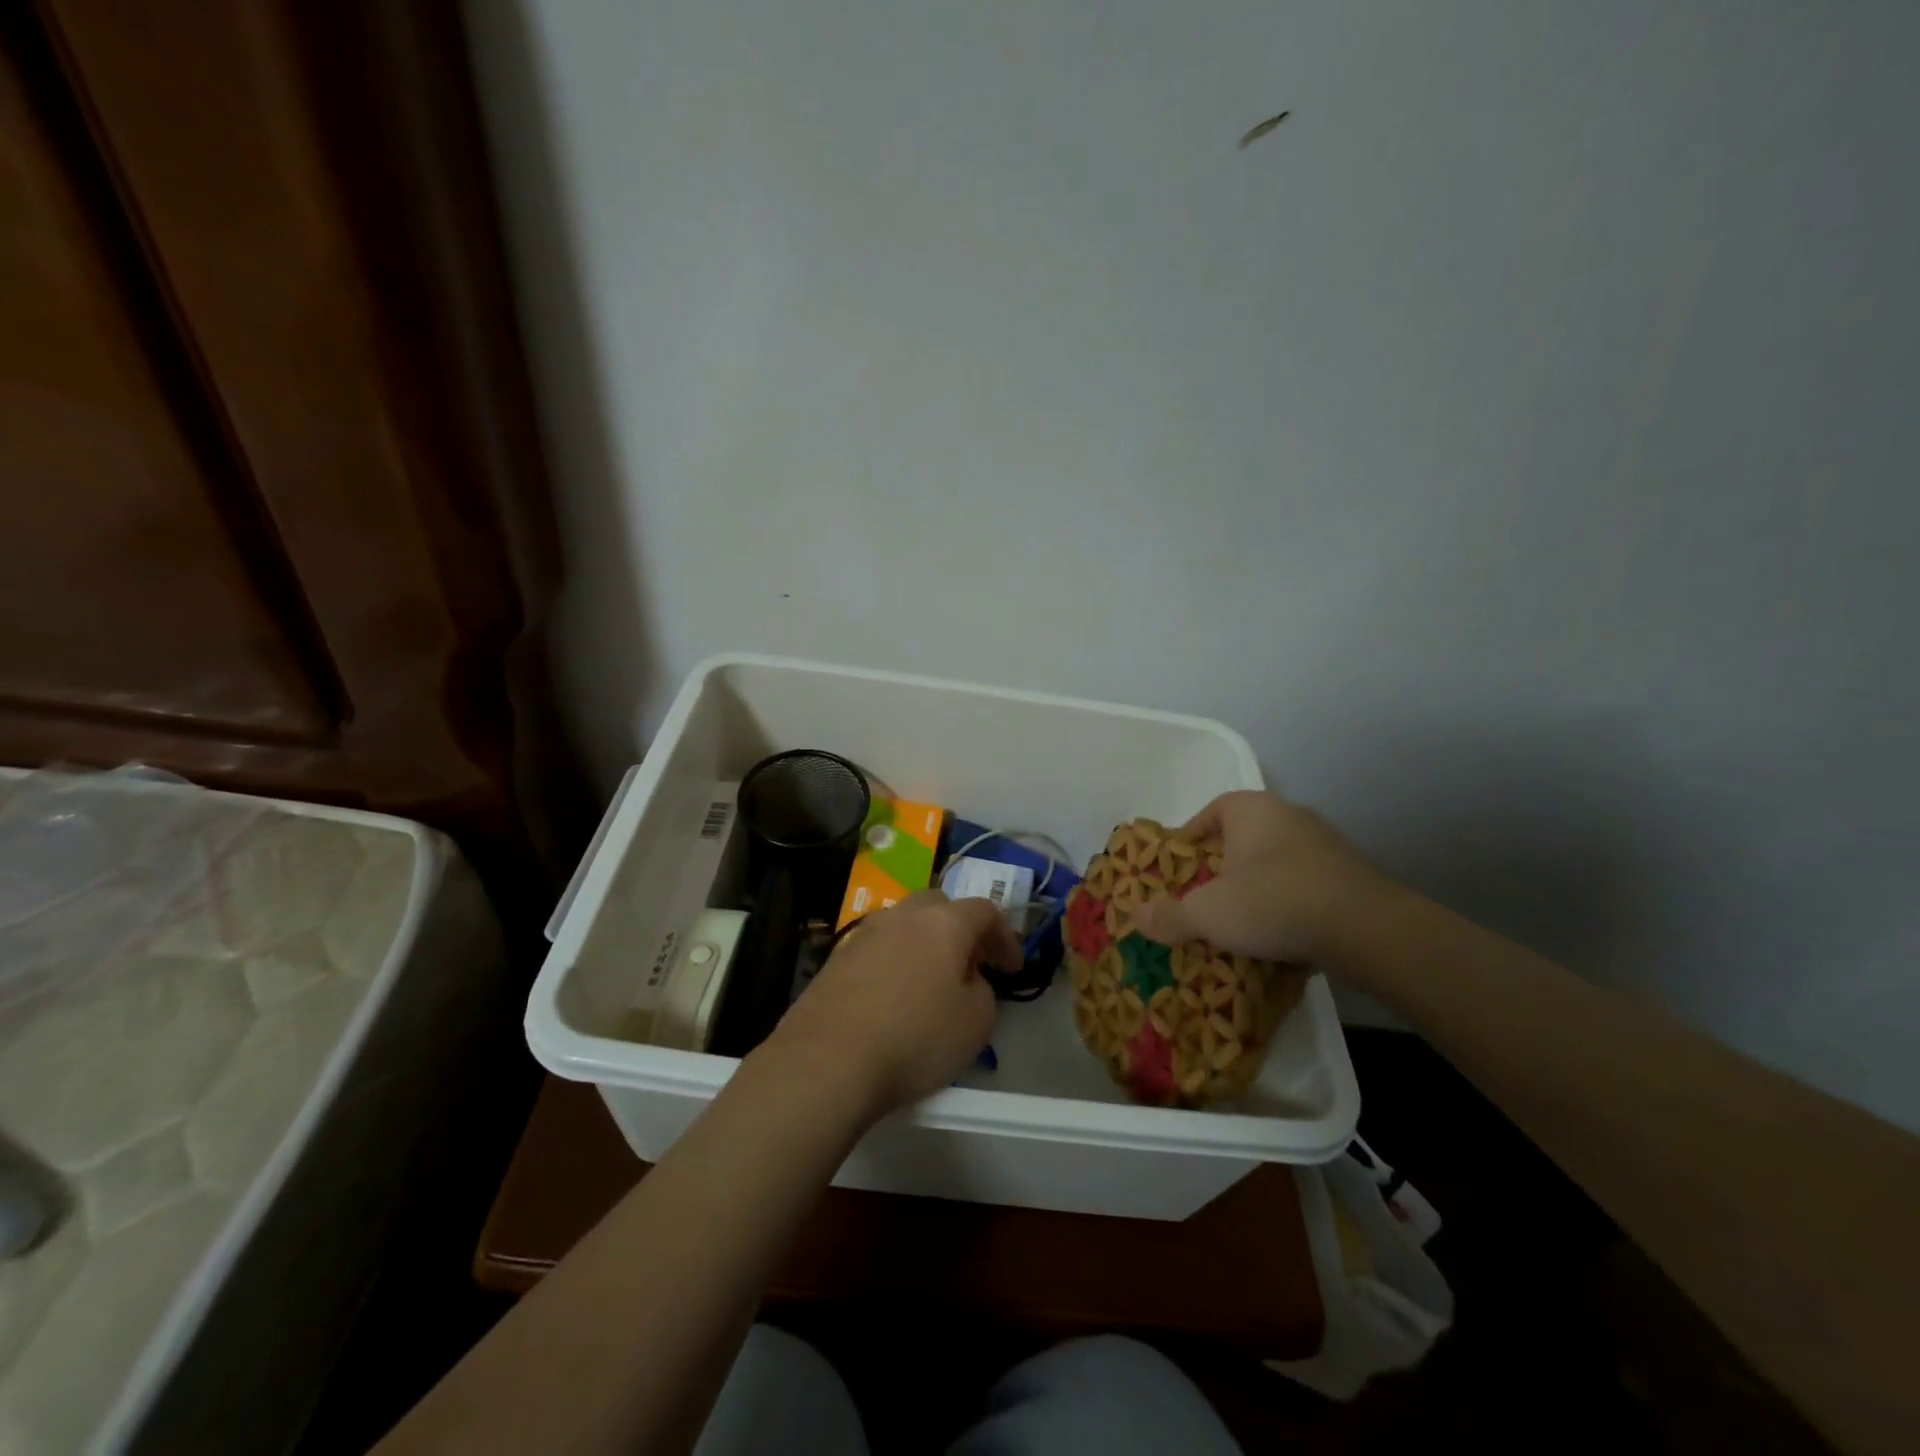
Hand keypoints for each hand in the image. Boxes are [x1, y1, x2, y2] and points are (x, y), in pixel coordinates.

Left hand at [768, 890, 1022, 1118]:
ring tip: (933, 979)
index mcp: (945, 922)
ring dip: (926, 942)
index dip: (1004, 937)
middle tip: (972, 963)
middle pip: (940, 906)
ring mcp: (866, 931)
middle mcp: (904, 914)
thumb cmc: (914, 1038)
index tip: (1012, 968)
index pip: (985, 912)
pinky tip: (896, 993)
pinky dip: (896, 960)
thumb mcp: (975, 1023)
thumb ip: (983, 990)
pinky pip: (880, 947)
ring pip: (906, 923)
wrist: (828, 1059)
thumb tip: (967, 979)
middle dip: (961, 929)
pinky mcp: (838, 955)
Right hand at [1133, 790, 1390, 962]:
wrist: (1366, 928)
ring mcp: (1324, 841)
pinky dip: (1288, 901)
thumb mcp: (1208, 914)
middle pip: (1242, 837)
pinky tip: (1281, 931)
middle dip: (1222, 866)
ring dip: (1257, 884)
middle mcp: (1288, 814)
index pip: (1209, 813)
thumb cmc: (1273, 903)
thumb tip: (1135, 916)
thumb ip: (1169, 915)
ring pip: (1275, 860)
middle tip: (1205, 897)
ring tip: (1242, 920)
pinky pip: (1305, 882)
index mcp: (1250, 809)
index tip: (1178, 870)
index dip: (1189, 840)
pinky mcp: (1351, 872)